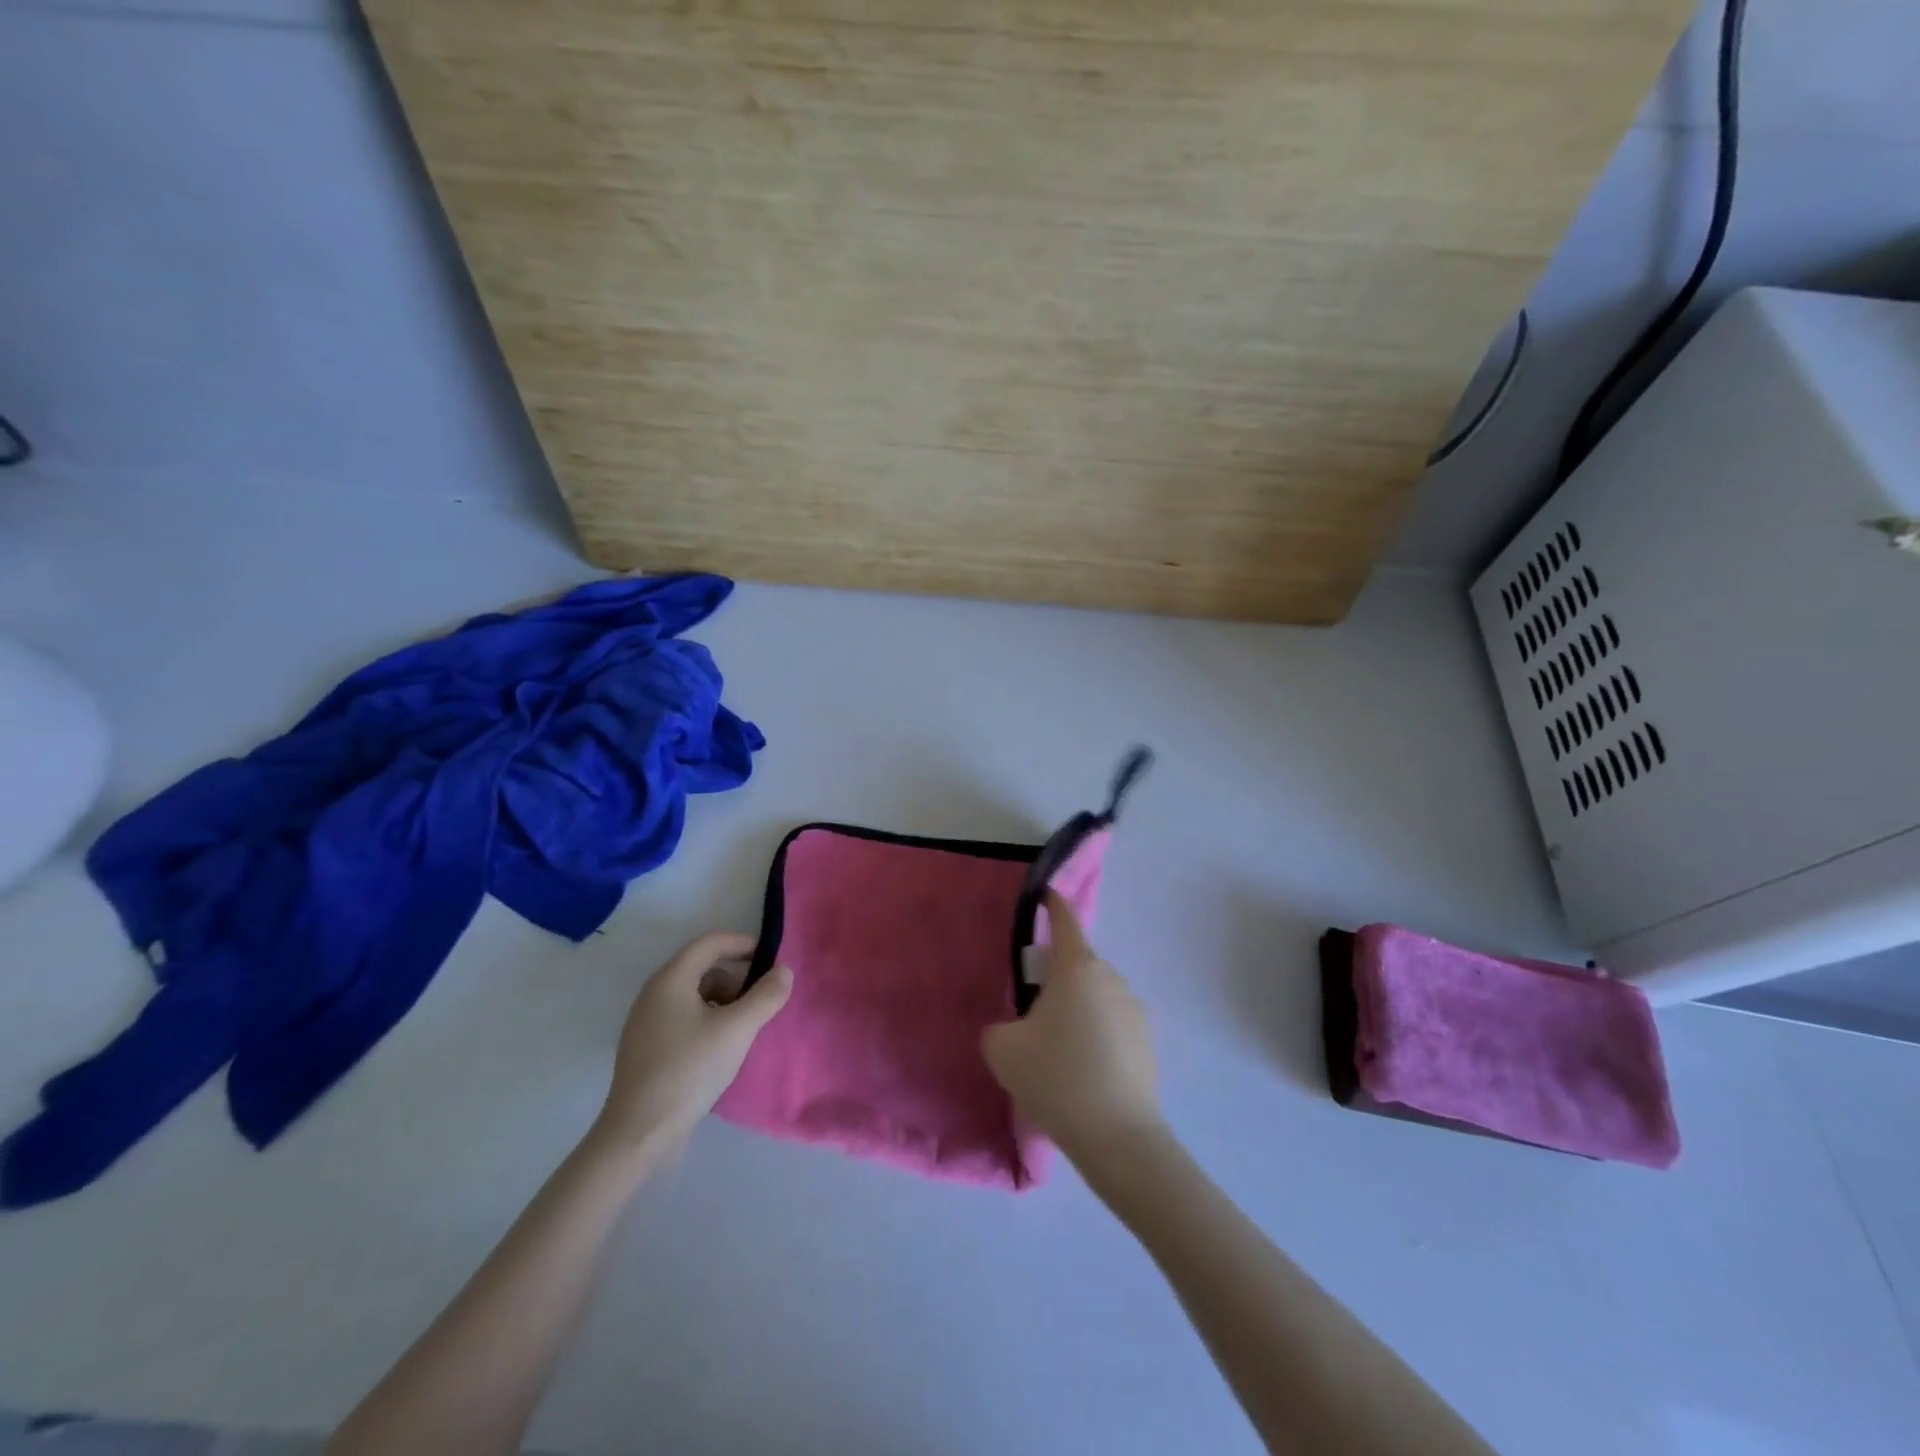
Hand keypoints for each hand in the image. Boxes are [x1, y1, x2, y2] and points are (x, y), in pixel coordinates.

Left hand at [593, 932, 792, 1154]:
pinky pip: (684, 1019)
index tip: (771, 960)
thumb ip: (765, 996)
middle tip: (762, 1001)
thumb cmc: (689, 1070)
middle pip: (703, 968)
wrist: (639, 1134)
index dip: (743, 944)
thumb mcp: (737, 1029)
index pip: (711, 942)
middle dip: (737, 978)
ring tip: (745, 1028)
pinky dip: (709, 1021)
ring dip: (725, 1002)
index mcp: (670, 980)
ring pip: (694, 996)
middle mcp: (654, 994)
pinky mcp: (648, 1050)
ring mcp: (647, 1023)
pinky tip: (723, 1049)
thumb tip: (784, 972)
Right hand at [982, 892, 1163, 1165]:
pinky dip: (1097, 1036)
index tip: (1045, 896)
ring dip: (1078, 1010)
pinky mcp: (1148, 1042)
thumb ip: (1000, 1027)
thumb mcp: (1002, 1048)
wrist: (1117, 1136)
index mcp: (1076, 968)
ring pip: (1096, 996)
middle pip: (1078, 965)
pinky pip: (1113, 1025)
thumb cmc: (1055, 1077)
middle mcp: (1110, 977)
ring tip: (1059, 1052)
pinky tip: (1084, 1073)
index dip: (1053, 905)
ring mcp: (1135, 1009)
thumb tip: (1016, 1029)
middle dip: (1057, 979)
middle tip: (1033, 1013)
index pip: (1064, 921)